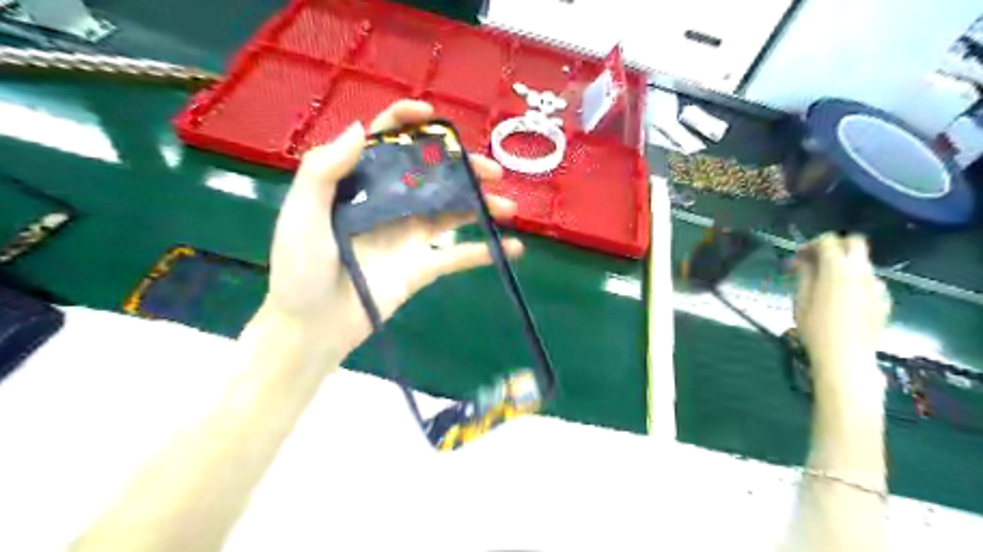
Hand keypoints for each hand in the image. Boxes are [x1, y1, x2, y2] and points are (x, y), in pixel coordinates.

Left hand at [258, 100, 521, 351]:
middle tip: (492, 171)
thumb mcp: (302, 215)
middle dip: (463, 168)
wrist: (311, 327)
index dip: (407, 123)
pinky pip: (457, 256)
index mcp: (360, 186)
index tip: (432, 116)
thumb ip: (324, 171)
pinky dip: (484, 252)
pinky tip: (511, 248)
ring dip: (481, 206)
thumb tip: (361, 128)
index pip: (385, 143)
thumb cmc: (300, 270)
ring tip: (507, 207)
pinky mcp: (421, 267)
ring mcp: (408, 237)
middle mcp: (389, 205)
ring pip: (451, 212)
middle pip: (431, 176)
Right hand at [788, 233, 893, 395]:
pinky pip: (868, 281)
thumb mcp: (800, 300)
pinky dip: (854, 281)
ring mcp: (876, 285)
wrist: (846, 358)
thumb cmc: (815, 329)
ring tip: (825, 283)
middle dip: (834, 246)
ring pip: (861, 262)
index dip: (810, 244)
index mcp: (837, 269)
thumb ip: (804, 275)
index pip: (828, 241)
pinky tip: (841, 299)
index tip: (798, 257)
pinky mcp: (884, 299)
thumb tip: (803, 260)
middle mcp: (861, 271)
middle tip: (816, 260)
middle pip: (854, 242)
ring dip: (844, 264)